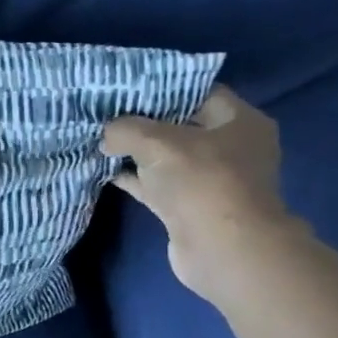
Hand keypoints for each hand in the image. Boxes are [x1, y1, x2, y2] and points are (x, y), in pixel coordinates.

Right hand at [101, 86, 299, 303]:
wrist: (222, 250)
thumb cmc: (202, 182)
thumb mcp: (158, 142)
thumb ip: (126, 129)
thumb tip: (106, 135)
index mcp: (239, 121)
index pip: (198, 92)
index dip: (161, 88)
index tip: (126, 88)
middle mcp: (229, 148)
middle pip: (180, 125)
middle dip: (143, 120)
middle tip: (106, 112)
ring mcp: (209, 180)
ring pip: (165, 157)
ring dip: (134, 151)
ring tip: (99, 138)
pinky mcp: (188, 206)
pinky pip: (156, 184)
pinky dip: (133, 177)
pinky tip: (104, 169)